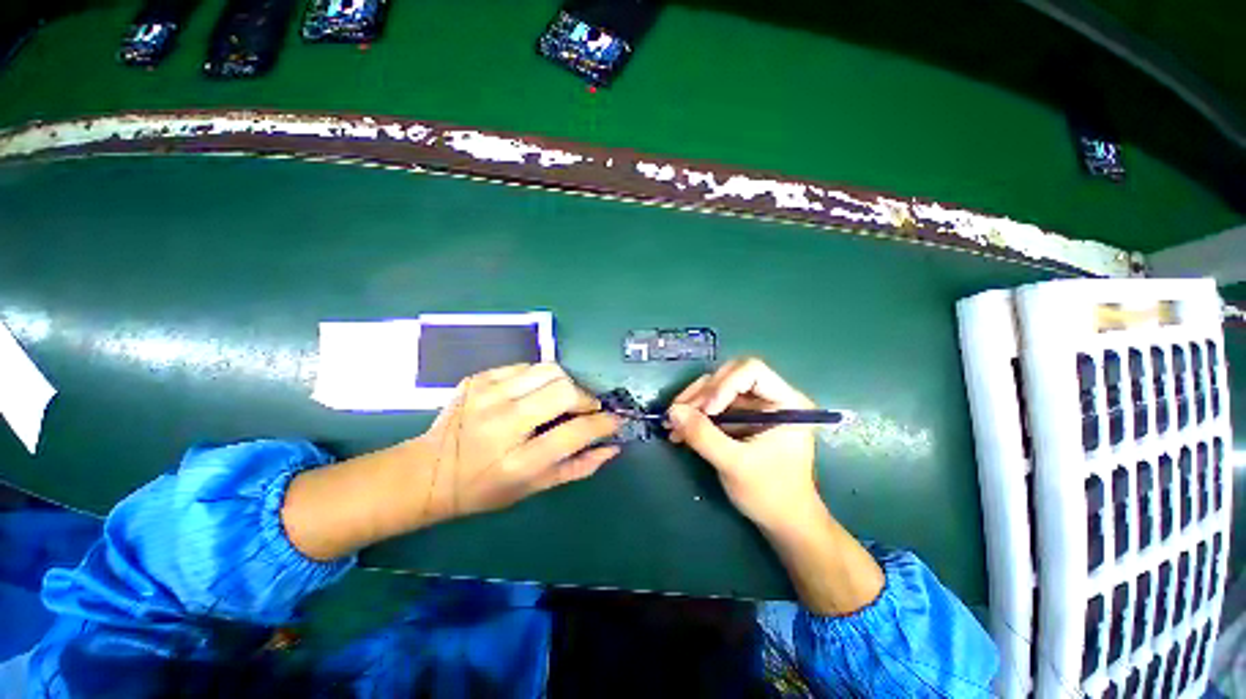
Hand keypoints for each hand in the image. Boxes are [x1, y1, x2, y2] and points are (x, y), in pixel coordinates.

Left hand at [413, 363, 623, 524]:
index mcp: (518, 461)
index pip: (574, 432)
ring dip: (565, 383)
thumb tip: (613, 446)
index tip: (615, 420)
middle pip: (563, 390)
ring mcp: (487, 395)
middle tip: (585, 408)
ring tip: (562, 399)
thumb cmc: (485, 488)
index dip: (603, 423)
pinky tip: (534, 393)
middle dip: (585, 397)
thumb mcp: (534, 488)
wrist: (428, 471)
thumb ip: (578, 467)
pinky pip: (526, 366)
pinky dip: (540, 378)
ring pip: (548, 370)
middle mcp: (502, 423)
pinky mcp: (478, 378)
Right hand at [668, 358, 883, 615]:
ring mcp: (756, 407)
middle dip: (701, 394)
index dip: (724, 384)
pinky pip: (714, 406)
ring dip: (693, 404)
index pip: (751, 370)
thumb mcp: (735, 465)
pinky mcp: (742, 419)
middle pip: (729, 376)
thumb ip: (703, 436)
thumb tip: (672, 411)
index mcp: (786, 401)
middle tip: (677, 414)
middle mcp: (771, 397)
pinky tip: (679, 430)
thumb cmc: (771, 494)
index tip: (707, 411)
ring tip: (671, 423)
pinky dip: (695, 415)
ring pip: (717, 389)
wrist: (783, 523)